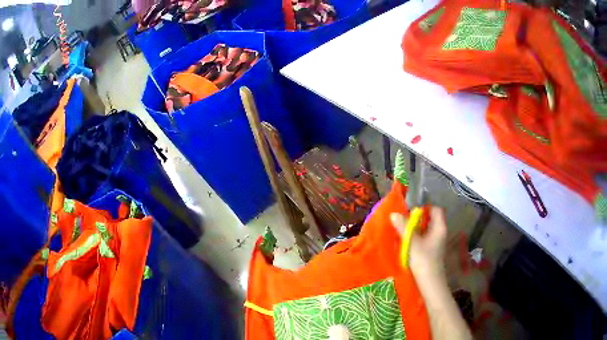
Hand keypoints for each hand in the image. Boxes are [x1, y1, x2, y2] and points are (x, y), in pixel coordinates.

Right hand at [390, 207, 447, 277]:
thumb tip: (394, 214)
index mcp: (439, 227)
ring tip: (402, 230)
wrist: (429, 282)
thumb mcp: (411, 242)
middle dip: (417, 219)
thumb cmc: (423, 259)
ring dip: (415, 229)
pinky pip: (424, 238)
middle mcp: (440, 232)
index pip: (435, 209)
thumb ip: (403, 227)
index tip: (411, 211)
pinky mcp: (431, 251)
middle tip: (404, 220)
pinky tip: (407, 242)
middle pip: (430, 219)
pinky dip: (416, 237)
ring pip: (426, 230)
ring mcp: (436, 242)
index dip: (425, 207)